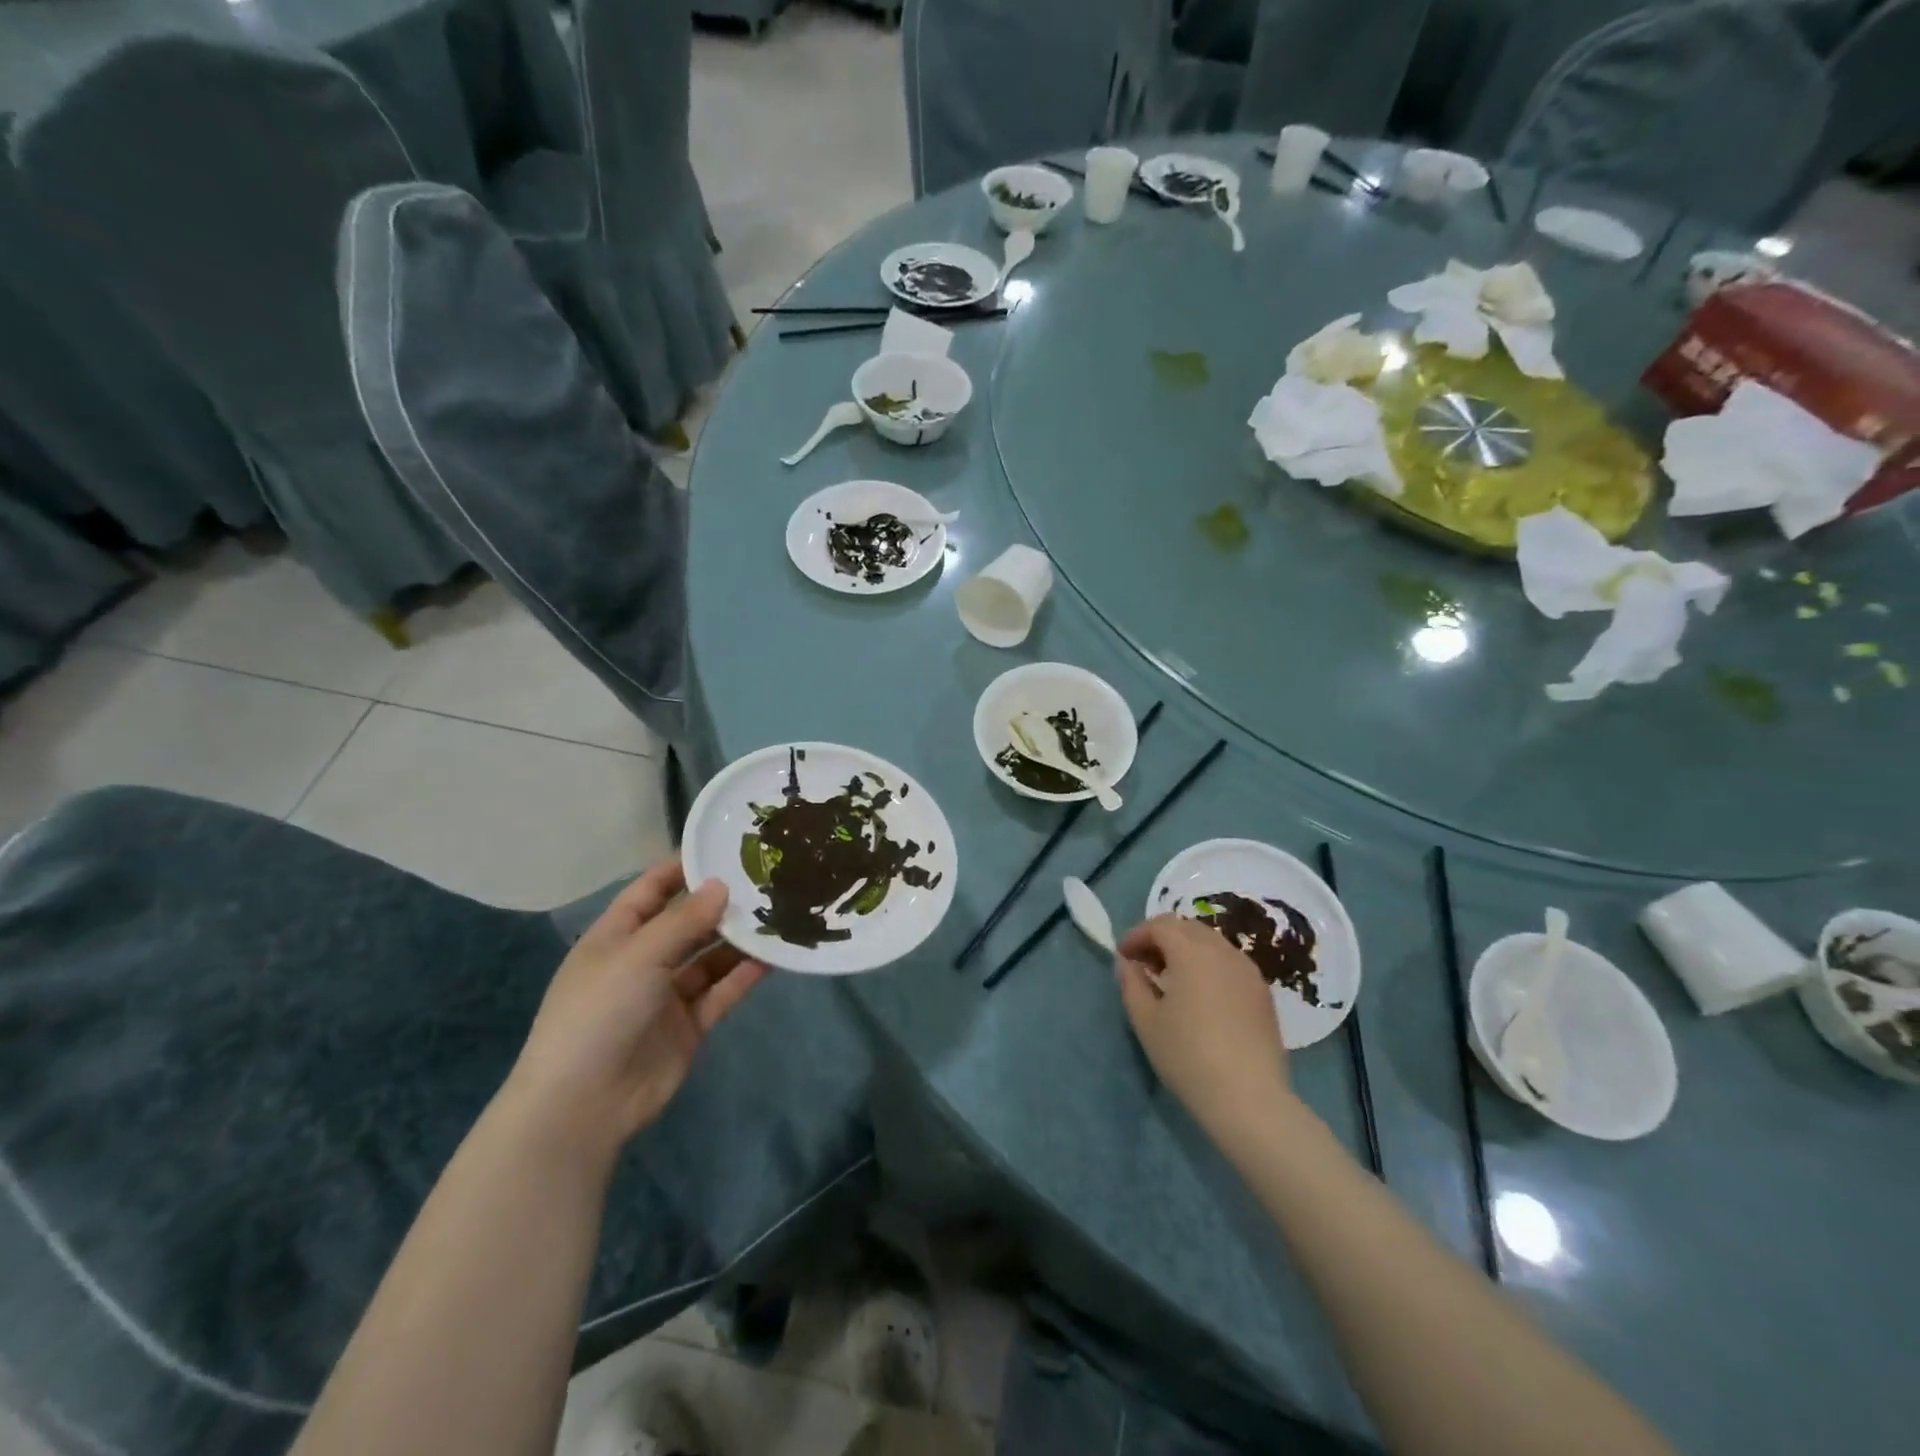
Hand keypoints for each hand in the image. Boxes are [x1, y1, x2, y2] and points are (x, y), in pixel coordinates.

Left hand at [503, 859, 767, 1157]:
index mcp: (616, 937)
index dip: (682, 869)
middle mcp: (642, 961)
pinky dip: (744, 975)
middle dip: (720, 904)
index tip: (723, 848)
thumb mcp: (638, 955)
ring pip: (709, 958)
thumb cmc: (599, 1012)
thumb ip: (684, 920)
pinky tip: (773, 957)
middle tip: (765, 881)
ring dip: (738, 940)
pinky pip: (721, 992)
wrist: (584, 1104)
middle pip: (686, 923)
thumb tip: (722, 885)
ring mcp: (666, 995)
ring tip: (778, 914)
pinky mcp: (688, 1026)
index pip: (651, 890)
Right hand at [1115, 916, 1292, 1142]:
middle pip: (1187, 927)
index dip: (1136, 935)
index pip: (1159, 925)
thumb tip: (1127, 963)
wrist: (1249, 1098)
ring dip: (1186, 950)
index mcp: (1191, 951)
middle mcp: (1223, 951)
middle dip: (1161, 938)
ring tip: (1171, 980)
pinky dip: (1208, 964)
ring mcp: (1248, 970)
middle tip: (1144, 965)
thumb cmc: (1188, 1056)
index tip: (1123, 957)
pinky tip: (1201, 995)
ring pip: (1211, 942)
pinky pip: (1229, 962)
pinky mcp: (1262, 992)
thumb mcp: (1146, 1021)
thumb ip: (1131, 983)